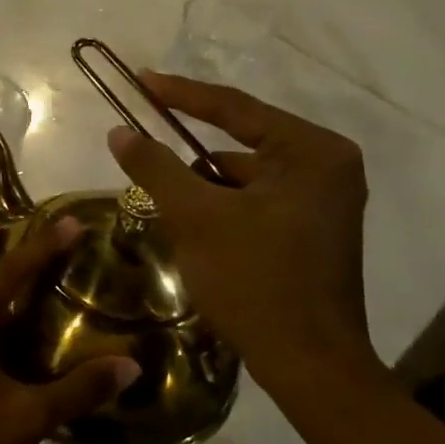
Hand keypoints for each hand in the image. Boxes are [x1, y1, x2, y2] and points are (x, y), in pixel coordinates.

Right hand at [106, 72, 384, 402]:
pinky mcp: (310, 228)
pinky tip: (190, 229)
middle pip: (238, 143)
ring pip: (240, 176)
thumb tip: (119, 131)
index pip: (234, 109)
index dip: (181, 93)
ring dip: (200, 187)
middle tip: (140, 142)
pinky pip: (252, 200)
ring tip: (162, 205)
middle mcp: (326, 167)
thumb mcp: (195, 217)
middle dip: (187, 154)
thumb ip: (154, 167)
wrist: (309, 364)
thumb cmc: (255, 280)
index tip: (140, 79)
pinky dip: (218, 207)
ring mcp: (322, 200)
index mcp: (312, 153)